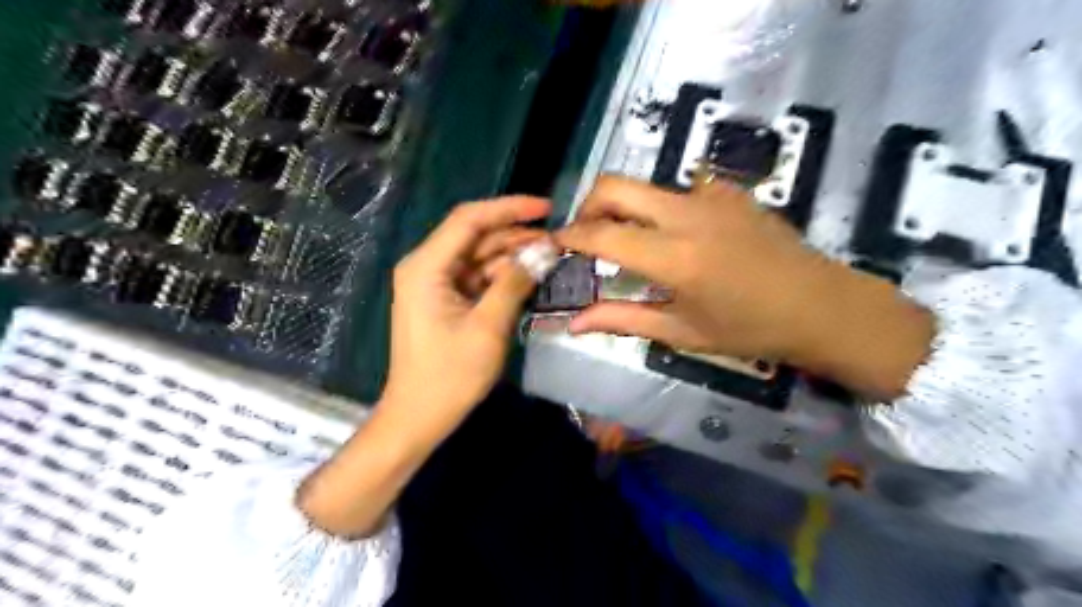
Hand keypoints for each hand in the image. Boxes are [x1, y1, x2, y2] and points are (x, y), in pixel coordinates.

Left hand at [383, 199, 551, 431]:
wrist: (419, 416)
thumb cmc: (450, 375)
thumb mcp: (488, 326)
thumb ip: (515, 283)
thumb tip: (545, 250)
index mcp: (426, 266)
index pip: (469, 219)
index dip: (509, 209)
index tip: (546, 208)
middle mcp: (427, 266)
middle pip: (475, 236)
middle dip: (515, 234)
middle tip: (556, 239)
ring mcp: (435, 284)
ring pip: (479, 257)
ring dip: (512, 256)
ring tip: (551, 256)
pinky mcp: (445, 301)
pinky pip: (477, 278)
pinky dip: (503, 276)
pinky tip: (530, 276)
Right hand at [553, 175, 934, 398]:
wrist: (823, 306)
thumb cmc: (750, 330)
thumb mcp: (682, 331)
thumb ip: (623, 319)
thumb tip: (574, 322)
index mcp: (674, 257)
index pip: (602, 234)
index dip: (571, 236)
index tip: (557, 243)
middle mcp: (687, 214)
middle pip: (616, 185)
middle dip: (588, 205)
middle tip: (586, 235)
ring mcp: (711, 196)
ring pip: (646, 186)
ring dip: (625, 207)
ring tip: (631, 242)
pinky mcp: (729, 191)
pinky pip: (678, 190)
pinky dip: (661, 209)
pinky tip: (677, 237)